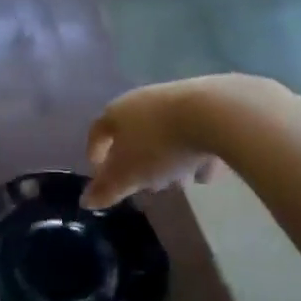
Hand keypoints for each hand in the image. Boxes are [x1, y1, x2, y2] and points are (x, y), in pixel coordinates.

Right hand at [82, 75, 287, 208]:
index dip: (95, 153)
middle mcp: (142, 100)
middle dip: (138, 161)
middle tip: (145, 185)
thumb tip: (85, 201)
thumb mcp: (129, 174)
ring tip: (181, 183)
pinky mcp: (206, 103)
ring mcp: (175, 99)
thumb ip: (108, 189)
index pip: (97, 132)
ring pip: (165, 134)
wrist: (215, 112)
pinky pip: (194, 132)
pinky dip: (196, 152)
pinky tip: (207, 172)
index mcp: (117, 112)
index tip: (98, 173)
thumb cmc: (160, 144)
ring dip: (169, 159)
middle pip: (133, 133)